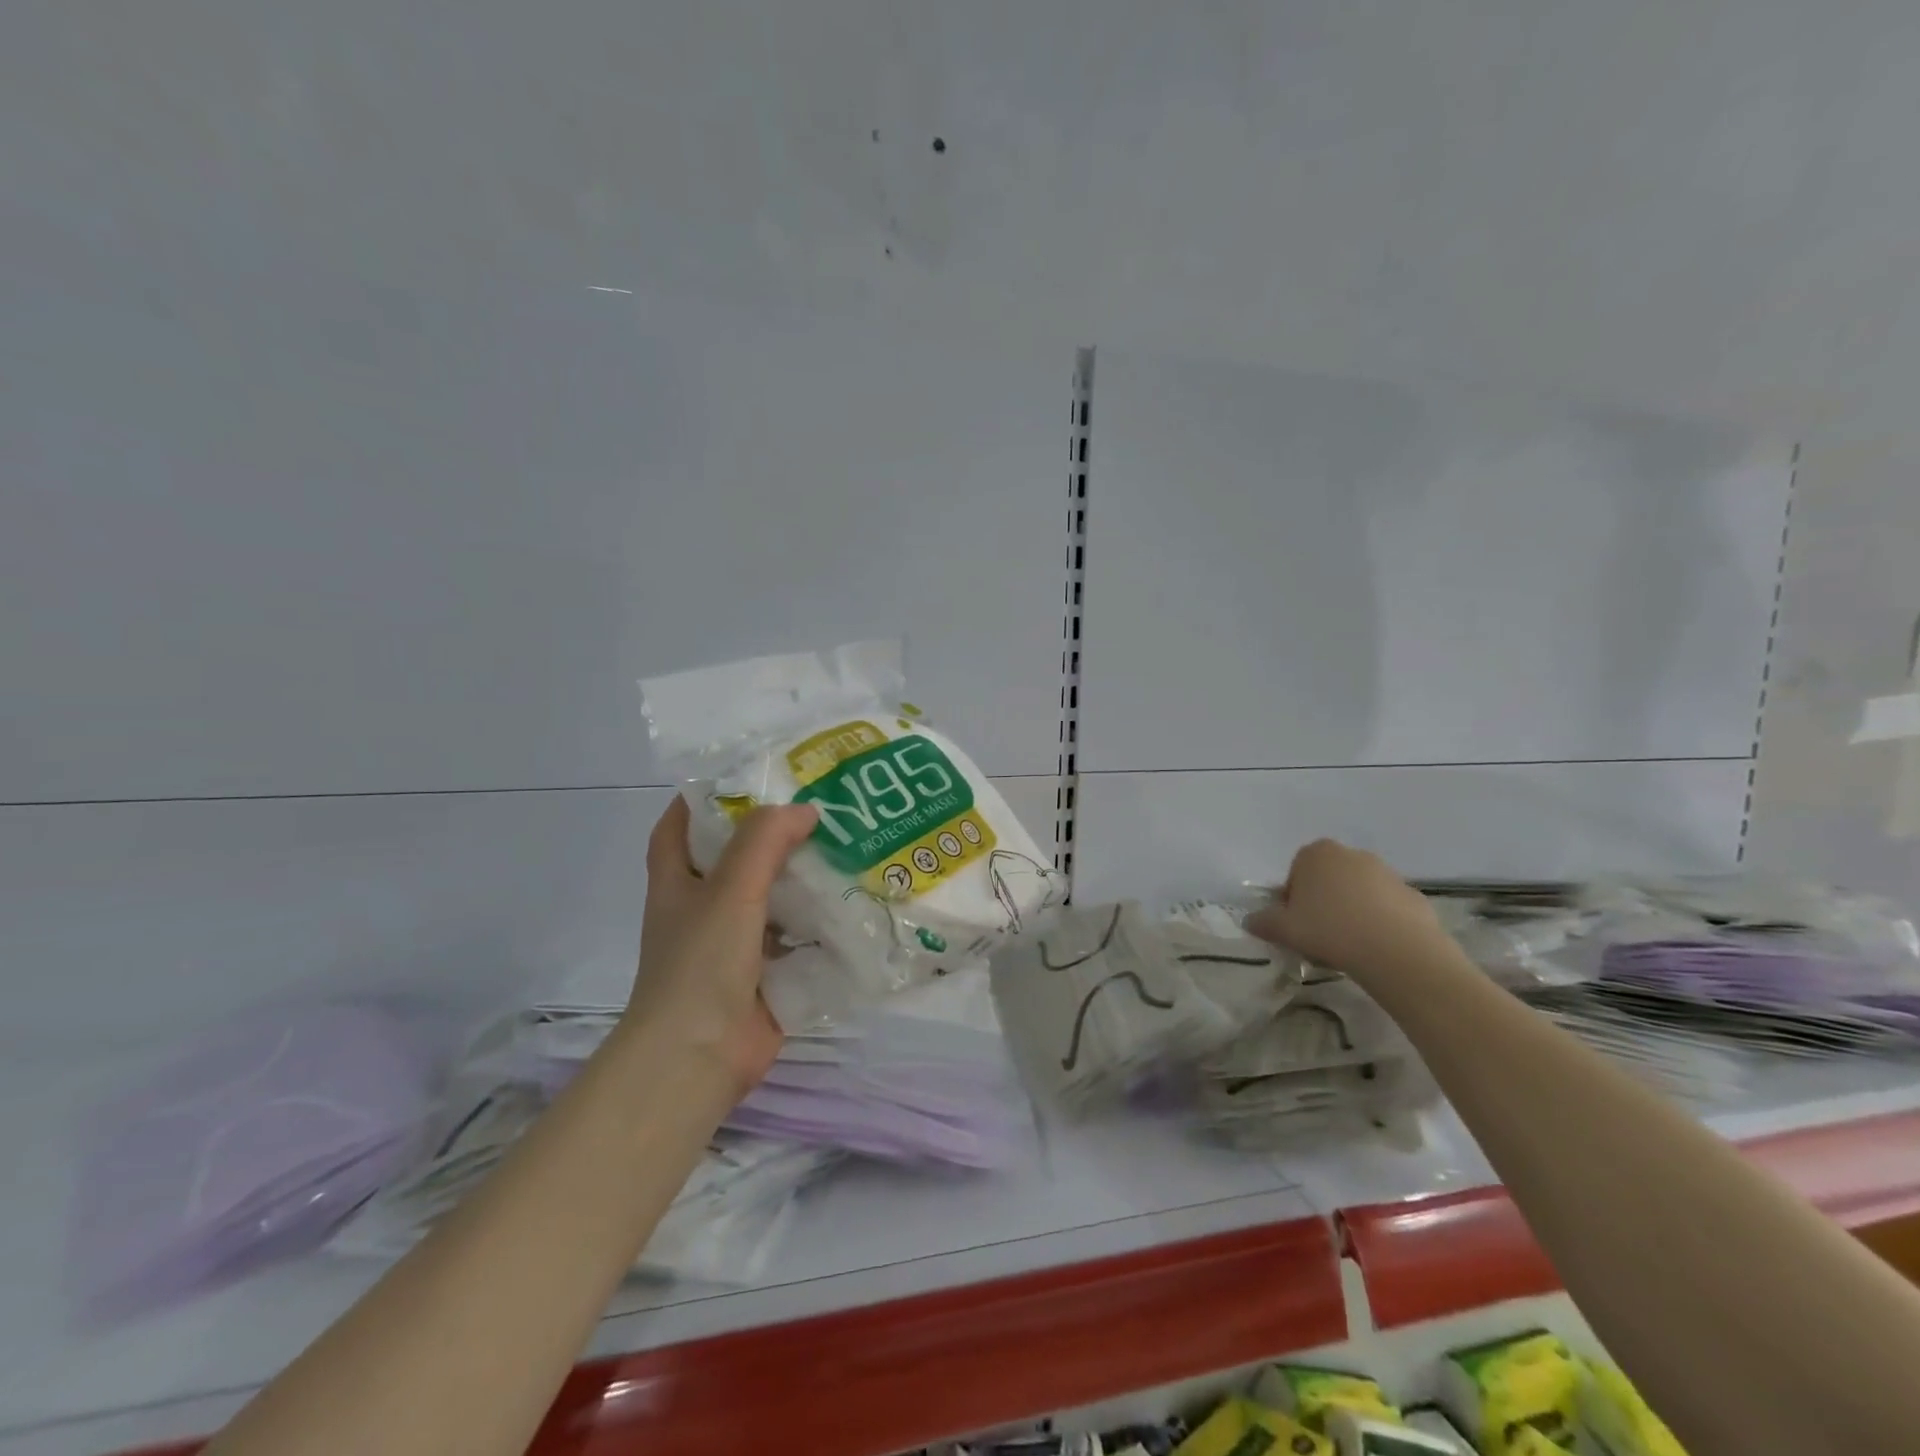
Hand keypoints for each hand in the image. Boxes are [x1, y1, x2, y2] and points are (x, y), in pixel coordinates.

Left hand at [624, 795, 818, 1099]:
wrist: (699, 1056)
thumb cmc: (700, 963)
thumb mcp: (729, 888)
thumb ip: (765, 840)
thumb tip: (806, 811)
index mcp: (678, 883)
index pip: (679, 826)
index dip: (703, 798)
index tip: (748, 776)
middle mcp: (702, 909)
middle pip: (735, 859)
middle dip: (771, 835)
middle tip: (817, 808)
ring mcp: (733, 945)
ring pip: (770, 899)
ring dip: (800, 879)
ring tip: (845, 848)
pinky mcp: (763, 975)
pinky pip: (794, 939)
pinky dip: (818, 924)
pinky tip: (852, 905)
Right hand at [1246, 838, 1451, 980]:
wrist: (1397, 950)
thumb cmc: (1329, 929)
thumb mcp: (1284, 929)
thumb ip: (1263, 922)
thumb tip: (1249, 921)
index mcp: (1316, 854)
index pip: (1296, 872)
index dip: (1292, 900)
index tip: (1296, 924)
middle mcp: (1351, 854)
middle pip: (1328, 879)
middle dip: (1322, 902)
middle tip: (1319, 934)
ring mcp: (1386, 873)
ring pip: (1358, 892)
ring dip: (1351, 912)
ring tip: (1349, 945)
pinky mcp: (1412, 895)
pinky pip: (1387, 908)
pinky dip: (1380, 923)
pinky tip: (1376, 948)